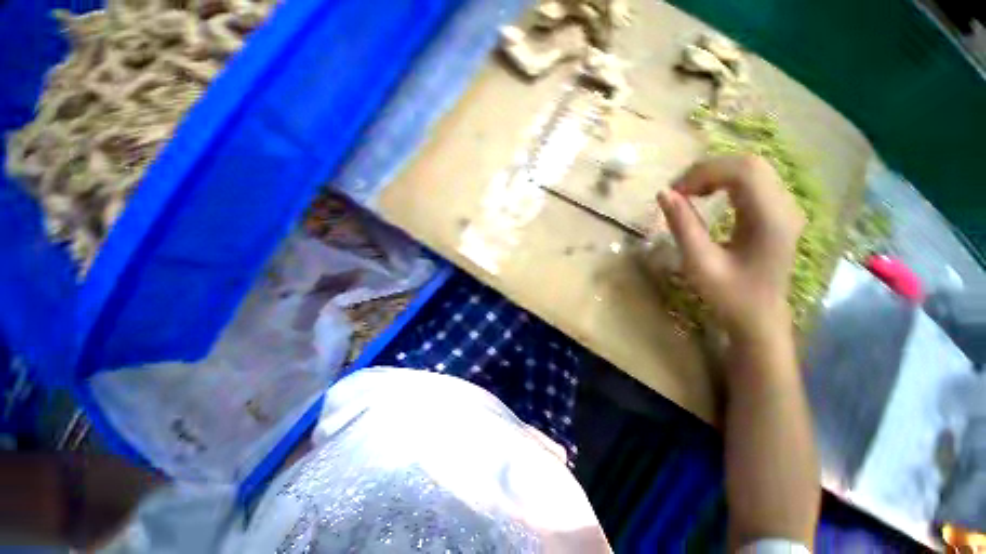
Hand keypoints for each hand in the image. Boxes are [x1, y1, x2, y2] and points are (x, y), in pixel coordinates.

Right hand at [657, 155, 804, 339]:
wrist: (759, 317)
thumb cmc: (729, 295)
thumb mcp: (699, 263)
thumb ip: (683, 225)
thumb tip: (663, 193)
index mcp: (771, 219)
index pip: (743, 171)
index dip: (703, 173)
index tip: (673, 193)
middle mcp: (786, 206)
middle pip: (749, 163)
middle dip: (707, 170)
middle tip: (678, 192)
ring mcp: (786, 207)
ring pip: (751, 168)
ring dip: (715, 174)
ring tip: (688, 193)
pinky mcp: (779, 211)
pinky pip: (753, 181)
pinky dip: (724, 181)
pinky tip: (707, 195)